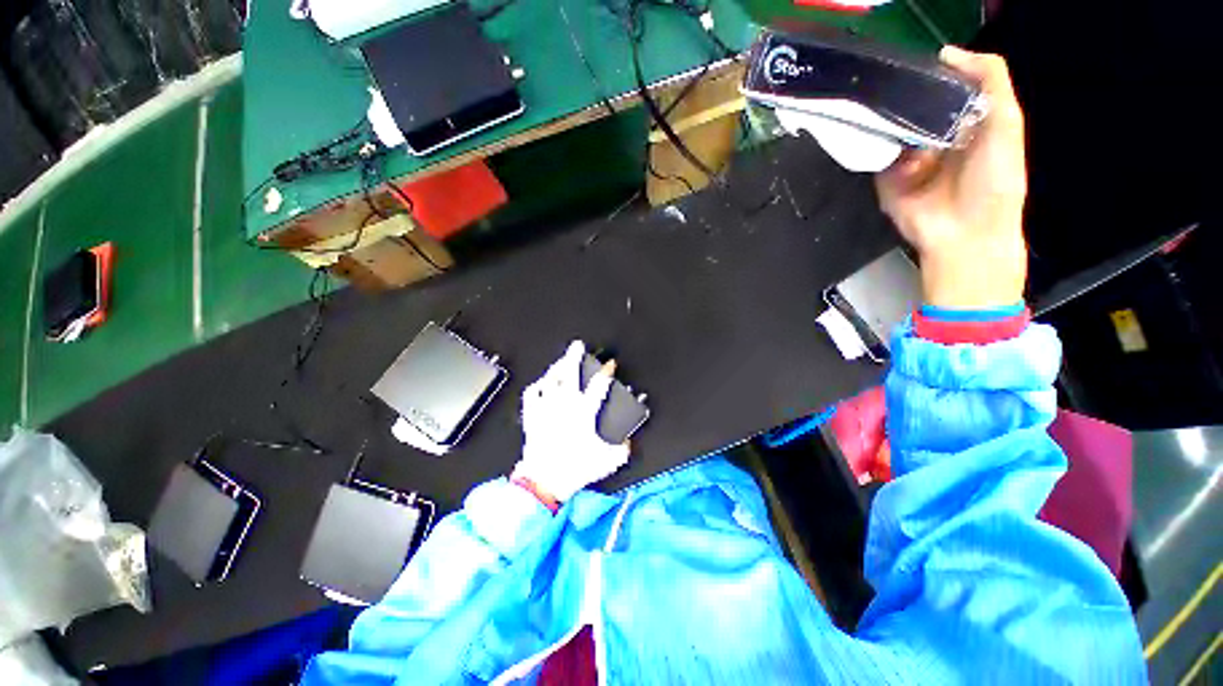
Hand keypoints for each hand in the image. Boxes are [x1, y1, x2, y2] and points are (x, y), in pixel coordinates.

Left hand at [512, 341, 629, 502]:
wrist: (544, 480)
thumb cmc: (573, 468)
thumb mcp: (606, 462)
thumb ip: (621, 450)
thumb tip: (627, 444)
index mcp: (584, 413)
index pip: (599, 385)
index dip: (606, 372)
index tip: (610, 365)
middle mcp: (565, 405)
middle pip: (570, 373)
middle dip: (575, 356)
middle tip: (578, 346)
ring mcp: (547, 408)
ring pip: (551, 379)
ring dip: (557, 367)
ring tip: (561, 360)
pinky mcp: (533, 415)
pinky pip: (532, 393)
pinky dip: (537, 385)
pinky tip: (542, 382)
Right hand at [875, 46, 1027, 308]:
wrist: (963, 234)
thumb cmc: (994, 182)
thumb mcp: (1007, 123)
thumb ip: (991, 80)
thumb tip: (947, 53)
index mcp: (966, 123)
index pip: (944, 89)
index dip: (935, 76)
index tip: (925, 66)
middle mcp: (935, 139)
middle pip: (912, 108)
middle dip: (908, 101)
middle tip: (902, 94)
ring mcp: (907, 161)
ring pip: (892, 133)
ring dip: (899, 133)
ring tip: (912, 142)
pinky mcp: (886, 181)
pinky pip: (879, 160)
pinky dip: (889, 161)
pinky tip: (907, 170)